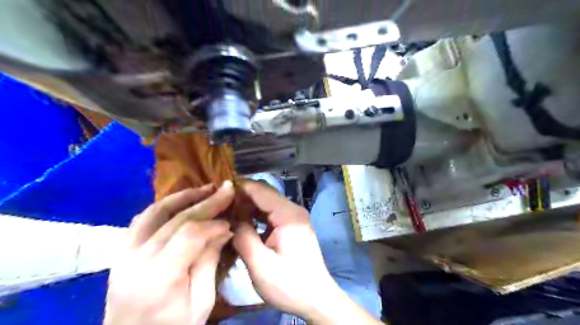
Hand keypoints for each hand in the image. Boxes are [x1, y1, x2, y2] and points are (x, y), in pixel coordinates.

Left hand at [104, 181, 231, 322]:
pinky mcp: (121, 251)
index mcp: (159, 278)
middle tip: (226, 188)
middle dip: (206, 201)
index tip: (231, 221)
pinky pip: (142, 219)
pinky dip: (164, 206)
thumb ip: (209, 262)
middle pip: (176, 219)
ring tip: (205, 189)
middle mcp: (137, 259)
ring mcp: (124, 253)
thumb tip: (223, 230)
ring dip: (183, 197)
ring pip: (155, 212)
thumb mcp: (201, 302)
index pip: (190, 235)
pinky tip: (181, 201)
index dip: (214, 223)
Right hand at [233, 182, 378, 322]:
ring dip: (248, 206)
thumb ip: (244, 237)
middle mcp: (293, 210)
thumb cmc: (289, 285)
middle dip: (242, 196)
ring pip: (267, 202)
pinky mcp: (292, 225)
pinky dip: (256, 215)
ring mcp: (294, 217)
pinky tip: (243, 223)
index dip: (239, 188)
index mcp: (288, 215)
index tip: (218, 192)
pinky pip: (271, 213)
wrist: (316, 298)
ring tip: (227, 213)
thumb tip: (231, 219)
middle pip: (264, 193)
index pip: (261, 190)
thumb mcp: (260, 265)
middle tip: (220, 205)